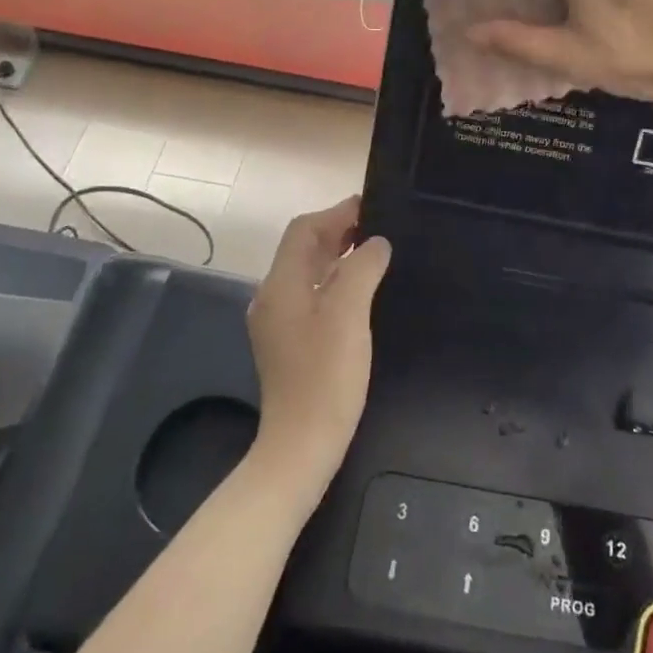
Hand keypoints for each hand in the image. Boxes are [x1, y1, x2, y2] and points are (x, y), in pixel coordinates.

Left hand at [245, 197, 390, 496]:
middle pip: (303, 249)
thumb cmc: (326, 376)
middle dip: (338, 232)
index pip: (304, 231)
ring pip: (308, 273)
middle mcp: (272, 297)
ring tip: (376, 252)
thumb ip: (362, 268)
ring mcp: (278, 322)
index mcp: (280, 285)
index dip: (337, 213)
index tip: (373, 206)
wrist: (302, 446)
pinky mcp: (289, 342)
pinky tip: (362, 291)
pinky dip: (335, 282)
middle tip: (380, 227)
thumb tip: (376, 243)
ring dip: (338, 256)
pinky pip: (312, 295)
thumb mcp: (349, 314)